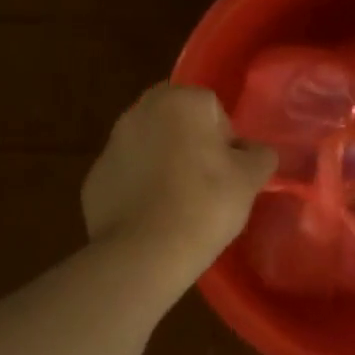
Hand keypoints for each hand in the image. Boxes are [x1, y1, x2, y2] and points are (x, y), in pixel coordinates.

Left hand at [82, 83, 277, 276]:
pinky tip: (153, 217)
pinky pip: (128, 175)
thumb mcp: (250, 179)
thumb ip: (260, 156)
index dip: (225, 140)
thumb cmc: (205, 204)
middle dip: (191, 144)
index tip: (229, 171)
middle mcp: (140, 111)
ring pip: (150, 146)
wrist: (144, 253)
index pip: (212, 109)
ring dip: (164, 163)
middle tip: (207, 182)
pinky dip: (140, 188)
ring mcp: (112, 144)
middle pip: (177, 122)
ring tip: (180, 203)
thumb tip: (255, 152)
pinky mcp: (94, 177)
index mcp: (180, 100)